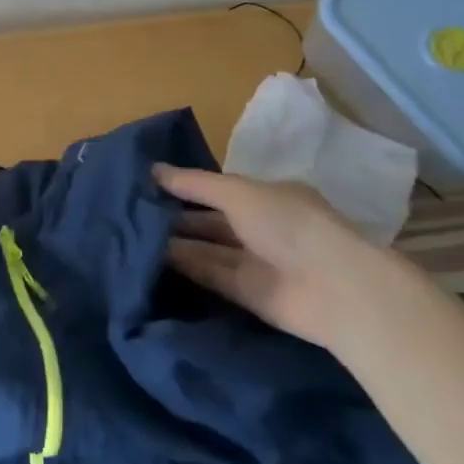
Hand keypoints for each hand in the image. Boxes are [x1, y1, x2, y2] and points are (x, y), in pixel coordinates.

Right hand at [154, 164, 406, 349]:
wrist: (333, 288)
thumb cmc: (288, 223)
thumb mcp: (237, 191)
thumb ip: (194, 183)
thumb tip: (152, 170)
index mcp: (266, 196)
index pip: (217, 189)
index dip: (185, 186)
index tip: (145, 184)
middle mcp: (261, 227)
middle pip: (210, 220)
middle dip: (176, 216)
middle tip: (130, 212)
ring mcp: (255, 261)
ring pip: (207, 248)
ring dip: (175, 243)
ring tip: (133, 235)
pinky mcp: (247, 294)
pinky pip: (210, 275)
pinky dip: (185, 267)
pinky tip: (151, 259)